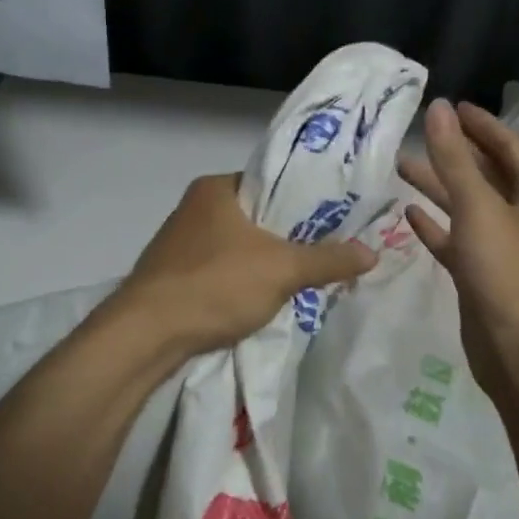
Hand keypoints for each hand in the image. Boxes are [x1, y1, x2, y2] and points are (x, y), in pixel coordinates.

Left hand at [116, 174, 377, 360]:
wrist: (145, 335)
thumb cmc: (215, 284)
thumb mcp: (282, 270)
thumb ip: (328, 259)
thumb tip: (372, 252)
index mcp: (215, 188)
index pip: (271, 183)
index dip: (304, 201)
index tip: (334, 220)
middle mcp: (194, 207)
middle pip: (256, 217)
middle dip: (288, 237)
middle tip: (325, 252)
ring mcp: (179, 243)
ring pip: (238, 247)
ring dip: (264, 263)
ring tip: (301, 278)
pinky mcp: (171, 276)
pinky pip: (219, 271)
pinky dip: (240, 282)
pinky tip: (260, 300)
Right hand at [398, 100, 518, 390]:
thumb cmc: (507, 272)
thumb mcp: (478, 208)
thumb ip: (455, 159)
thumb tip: (439, 108)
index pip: (510, 147)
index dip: (483, 125)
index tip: (454, 107)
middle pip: (487, 175)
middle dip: (455, 154)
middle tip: (421, 134)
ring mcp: (503, 249)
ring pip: (468, 207)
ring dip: (439, 187)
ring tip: (401, 167)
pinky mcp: (482, 277)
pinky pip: (457, 241)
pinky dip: (436, 226)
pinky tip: (409, 214)